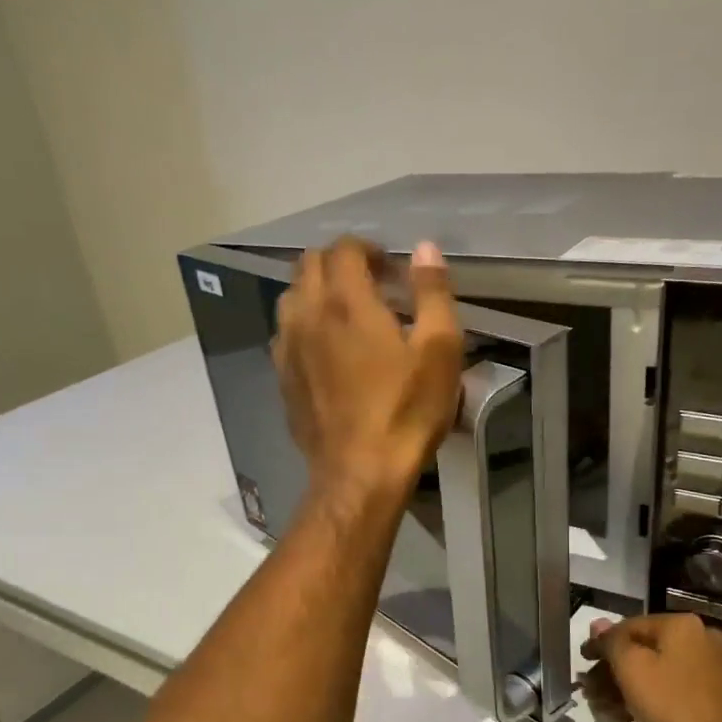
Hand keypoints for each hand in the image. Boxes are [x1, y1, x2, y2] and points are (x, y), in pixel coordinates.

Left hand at [274, 238, 463, 508]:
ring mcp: (288, 348)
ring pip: (290, 297)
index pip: (343, 249)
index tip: (389, 268)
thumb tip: (425, 248)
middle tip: (369, 284)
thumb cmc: (406, 411)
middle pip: (308, 265)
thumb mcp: (440, 350)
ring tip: (344, 313)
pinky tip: (326, 350)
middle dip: (338, 263)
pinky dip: (304, 325)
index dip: (367, 248)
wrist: (360, 473)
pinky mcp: (282, 378)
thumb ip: (433, 293)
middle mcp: (308, 315)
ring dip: (315, 292)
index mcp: (347, 302)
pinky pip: (285, 334)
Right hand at [581, 614, 721, 721]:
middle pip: (642, 648)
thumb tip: (597, 624)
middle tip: (589, 690)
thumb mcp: (632, 669)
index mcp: (681, 625)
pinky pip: (670, 688)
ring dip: (625, 686)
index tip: (582, 664)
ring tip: (603, 708)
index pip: (628, 626)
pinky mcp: (711, 696)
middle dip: (612, 669)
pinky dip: (647, 698)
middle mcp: (699, 639)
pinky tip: (628, 718)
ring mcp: (709, 668)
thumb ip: (611, 642)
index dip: (600, 644)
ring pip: (655, 670)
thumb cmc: (673, 707)